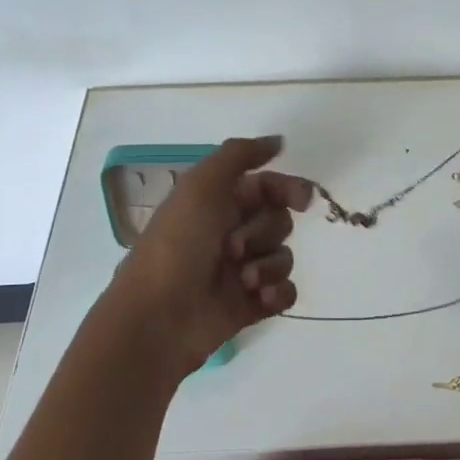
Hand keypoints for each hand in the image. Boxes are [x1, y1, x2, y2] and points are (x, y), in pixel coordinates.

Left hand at [108, 136, 313, 374]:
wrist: (158, 318)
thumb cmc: (177, 245)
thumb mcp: (201, 185)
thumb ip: (239, 155)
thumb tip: (278, 141)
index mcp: (216, 204)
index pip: (266, 187)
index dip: (286, 188)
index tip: (300, 198)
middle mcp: (230, 233)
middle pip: (279, 220)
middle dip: (265, 232)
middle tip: (234, 247)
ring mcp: (241, 271)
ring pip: (284, 256)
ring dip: (269, 265)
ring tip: (243, 281)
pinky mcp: (250, 305)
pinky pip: (285, 291)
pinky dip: (278, 292)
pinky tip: (260, 299)